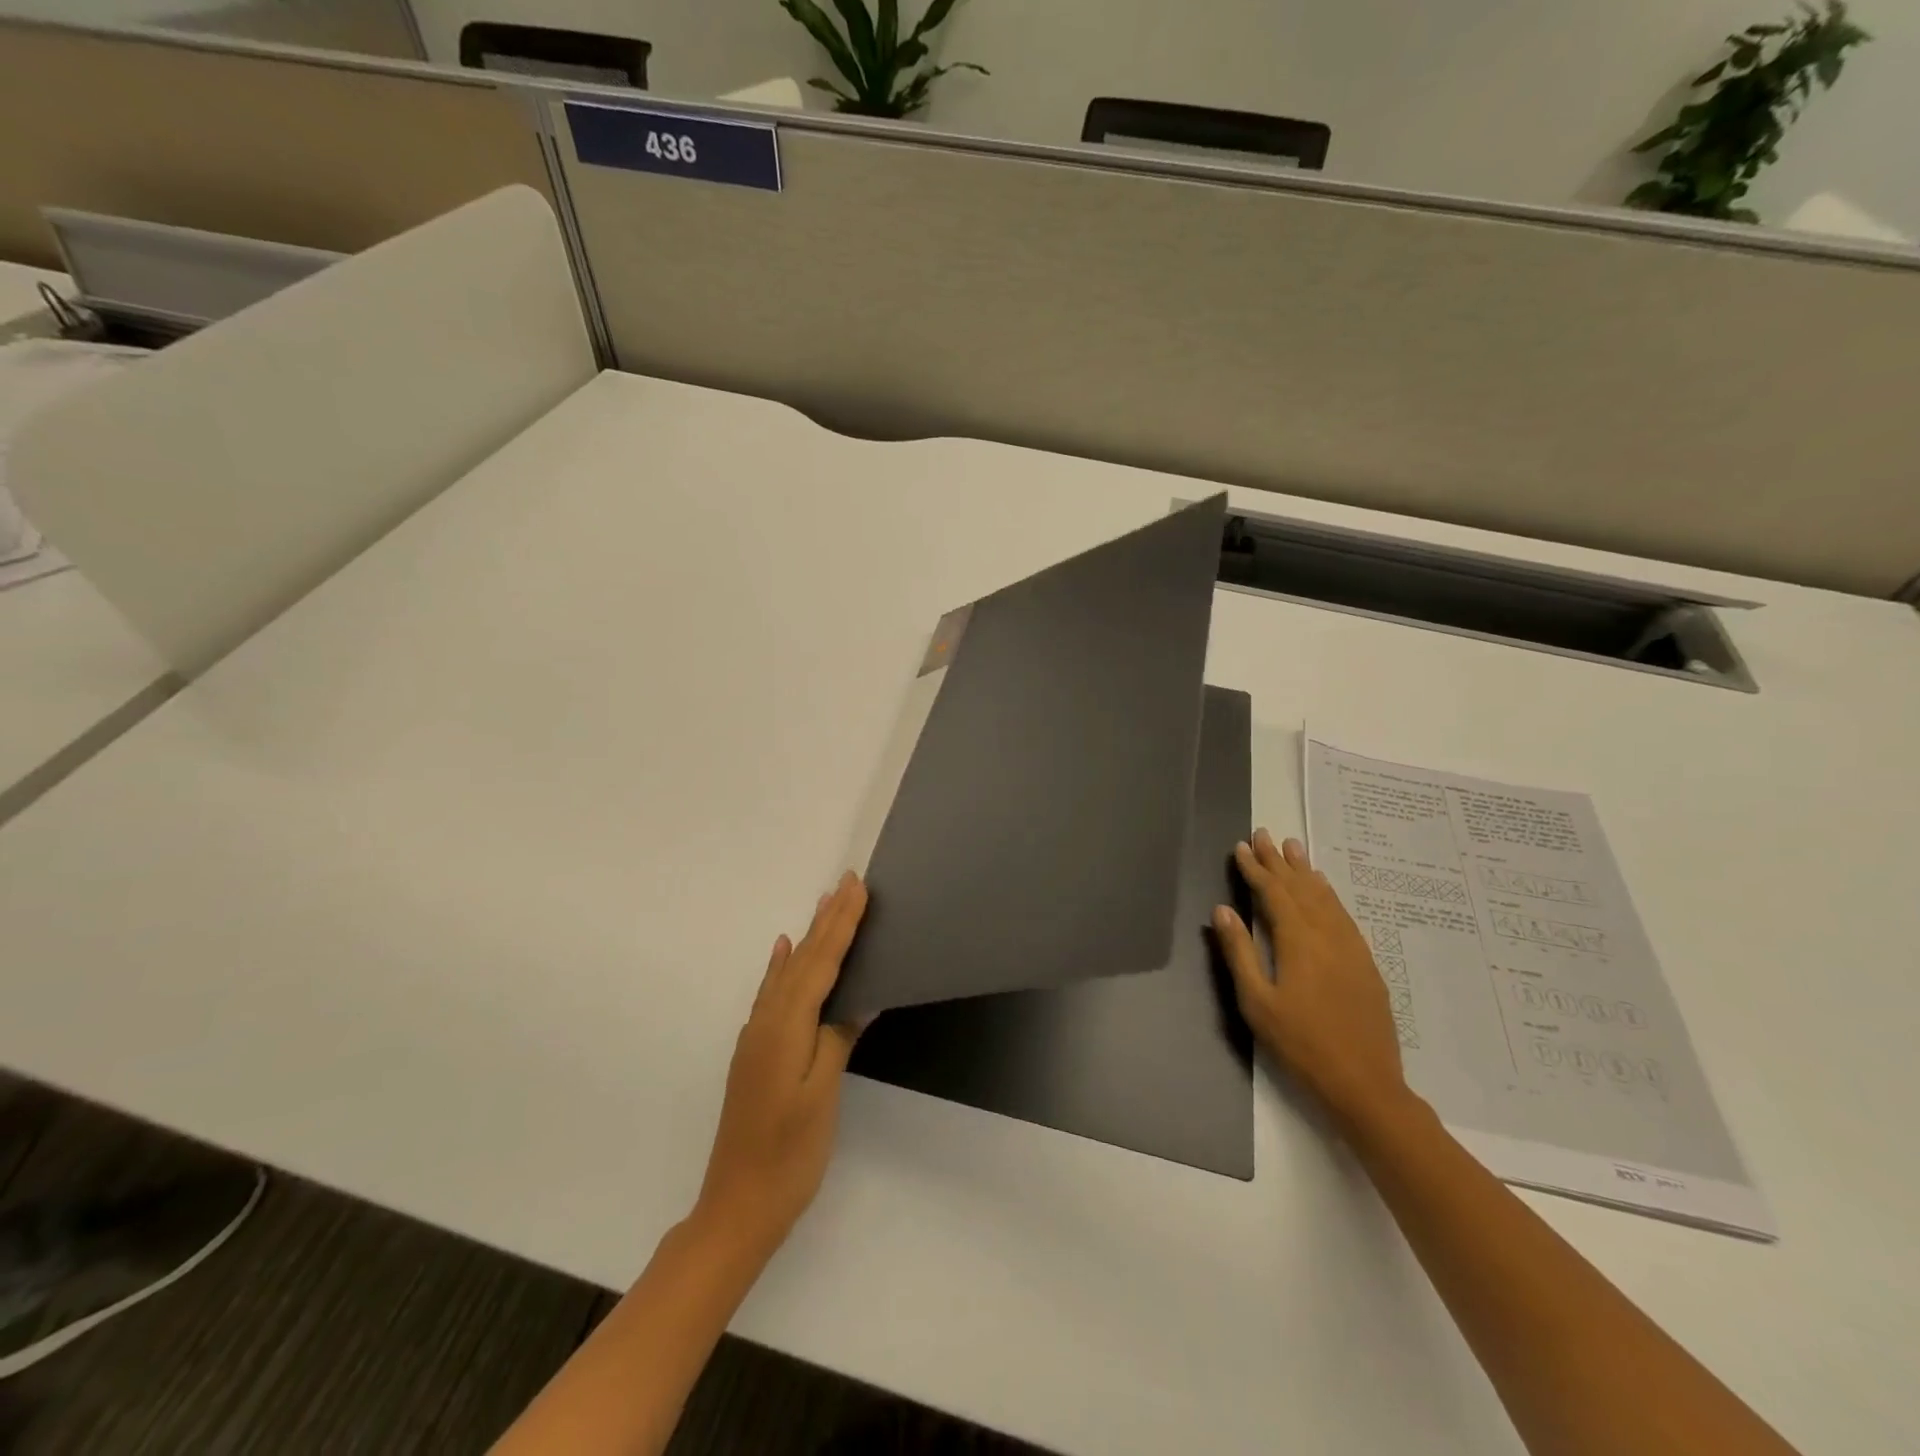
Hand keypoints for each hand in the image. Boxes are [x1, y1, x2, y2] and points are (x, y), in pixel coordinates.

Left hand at [695, 871, 869, 1257]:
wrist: (736, 1207)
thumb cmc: (789, 1154)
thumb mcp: (822, 1096)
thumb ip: (837, 1039)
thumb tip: (859, 997)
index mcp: (786, 1028)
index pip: (821, 964)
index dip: (842, 926)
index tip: (857, 889)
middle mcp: (767, 1023)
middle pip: (803, 961)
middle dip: (827, 920)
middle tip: (846, 882)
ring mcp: (756, 1038)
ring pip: (787, 973)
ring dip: (809, 936)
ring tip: (823, 905)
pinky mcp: (755, 1054)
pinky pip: (772, 993)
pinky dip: (782, 967)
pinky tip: (783, 953)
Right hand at [1212, 829, 1411, 1126]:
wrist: (1364, 1084)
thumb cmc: (1301, 1044)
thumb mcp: (1257, 1002)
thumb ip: (1239, 952)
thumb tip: (1223, 909)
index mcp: (1298, 941)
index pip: (1273, 893)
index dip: (1255, 869)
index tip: (1241, 847)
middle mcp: (1327, 935)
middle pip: (1300, 888)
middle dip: (1279, 861)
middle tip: (1264, 834)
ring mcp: (1351, 948)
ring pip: (1325, 898)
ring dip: (1306, 871)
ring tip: (1294, 847)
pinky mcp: (1365, 963)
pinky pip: (1343, 915)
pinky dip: (1328, 895)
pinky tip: (1323, 889)